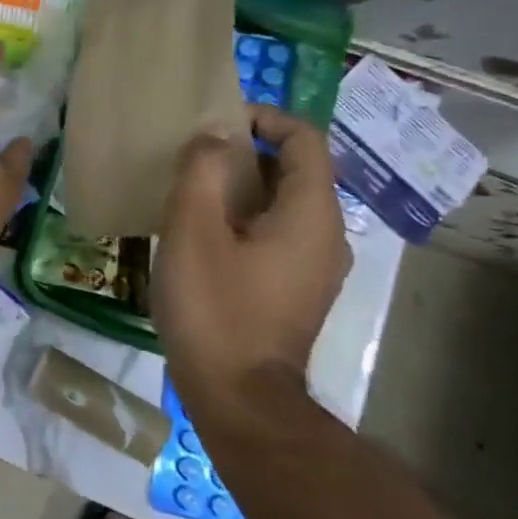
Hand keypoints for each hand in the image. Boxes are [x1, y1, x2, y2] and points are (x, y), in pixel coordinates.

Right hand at [152, 105, 351, 402]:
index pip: (304, 139)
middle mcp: (326, 235)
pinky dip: (245, 218)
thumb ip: (203, 171)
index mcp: (311, 214)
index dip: (264, 118)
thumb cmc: (215, 309)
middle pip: (294, 169)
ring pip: (283, 203)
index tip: (217, 123)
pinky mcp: (297, 289)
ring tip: (191, 192)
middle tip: (193, 157)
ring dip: (241, 186)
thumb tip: (214, 135)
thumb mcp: (194, 231)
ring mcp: (315, 266)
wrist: (239, 400)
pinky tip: (202, 235)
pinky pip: (277, 233)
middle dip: (246, 152)